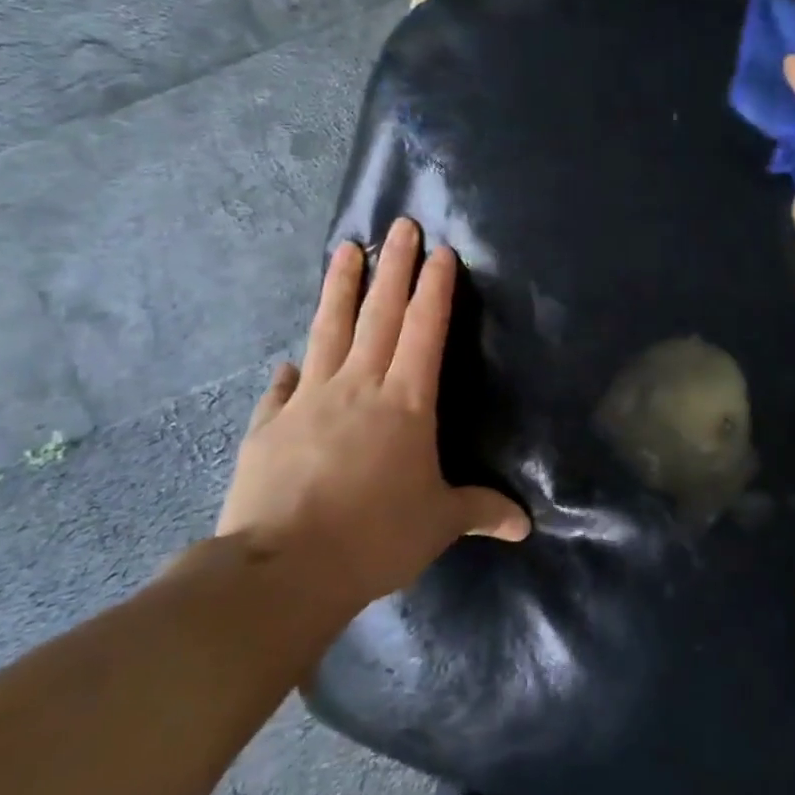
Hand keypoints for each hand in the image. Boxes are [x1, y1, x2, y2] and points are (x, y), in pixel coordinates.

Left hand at [219, 218, 529, 608]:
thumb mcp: (439, 524)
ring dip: (340, 288)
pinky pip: (283, 389)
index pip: (425, 330)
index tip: (439, 251)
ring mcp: (308, 401)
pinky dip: (291, 370)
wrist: (283, 569)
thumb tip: (525, 526)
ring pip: (328, 331)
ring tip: (345, 249)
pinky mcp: (269, 426)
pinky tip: (289, 360)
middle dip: (394, 267)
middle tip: (399, 225)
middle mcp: (358, 387)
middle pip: (379, 314)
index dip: (434, 289)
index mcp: (406, 401)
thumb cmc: (376, 537)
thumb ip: (481, 512)